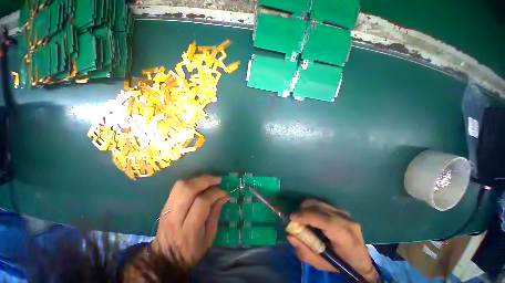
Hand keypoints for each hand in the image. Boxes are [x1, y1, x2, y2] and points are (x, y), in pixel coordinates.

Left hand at [151, 175, 228, 266]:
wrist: (165, 259)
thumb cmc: (191, 251)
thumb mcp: (209, 237)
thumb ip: (216, 214)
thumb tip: (224, 196)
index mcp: (189, 229)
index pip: (202, 202)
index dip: (215, 193)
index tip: (224, 193)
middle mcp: (176, 217)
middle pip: (188, 190)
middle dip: (206, 180)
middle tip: (217, 180)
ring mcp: (167, 210)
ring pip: (181, 186)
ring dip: (197, 179)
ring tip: (208, 181)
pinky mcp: (165, 206)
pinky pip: (177, 187)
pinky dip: (190, 182)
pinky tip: (198, 185)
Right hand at [288, 200, 378, 281]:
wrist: (361, 260)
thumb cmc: (342, 265)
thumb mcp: (321, 264)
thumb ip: (304, 251)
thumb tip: (290, 234)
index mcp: (346, 238)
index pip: (325, 221)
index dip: (306, 216)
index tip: (292, 218)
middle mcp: (347, 221)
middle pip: (320, 208)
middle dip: (303, 210)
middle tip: (293, 218)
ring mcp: (345, 213)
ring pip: (319, 203)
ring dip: (306, 207)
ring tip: (300, 217)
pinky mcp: (341, 210)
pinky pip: (322, 204)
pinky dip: (311, 207)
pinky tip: (309, 216)